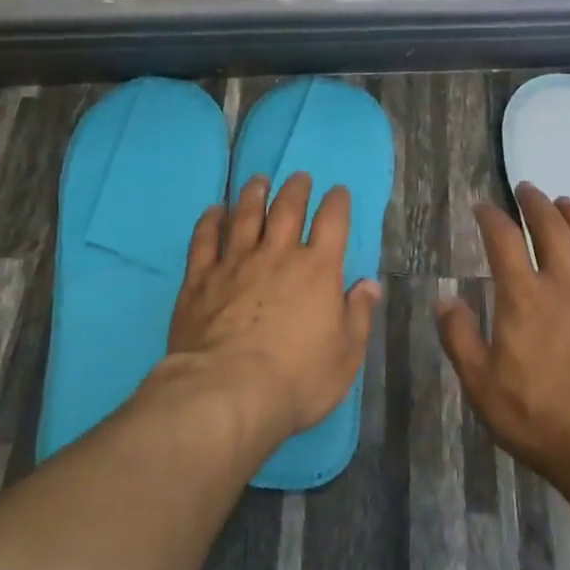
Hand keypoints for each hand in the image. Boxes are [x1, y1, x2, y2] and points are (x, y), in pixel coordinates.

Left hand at [165, 172, 381, 445]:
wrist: (228, 392)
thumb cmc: (298, 378)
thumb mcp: (346, 355)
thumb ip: (359, 315)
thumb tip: (369, 284)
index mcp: (317, 269)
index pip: (332, 222)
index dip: (337, 202)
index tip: (338, 191)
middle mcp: (277, 255)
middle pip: (287, 208)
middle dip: (296, 188)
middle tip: (299, 177)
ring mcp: (235, 263)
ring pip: (245, 216)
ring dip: (254, 194)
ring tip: (258, 180)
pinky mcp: (200, 279)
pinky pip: (204, 240)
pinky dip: (210, 221)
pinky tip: (213, 211)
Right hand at [437, 184, 569, 488]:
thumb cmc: (537, 416)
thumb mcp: (480, 383)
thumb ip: (459, 337)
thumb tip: (444, 299)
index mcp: (523, 297)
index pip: (503, 240)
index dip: (491, 217)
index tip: (483, 206)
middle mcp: (565, 285)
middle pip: (552, 230)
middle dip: (536, 204)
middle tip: (528, 189)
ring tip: (566, 204)